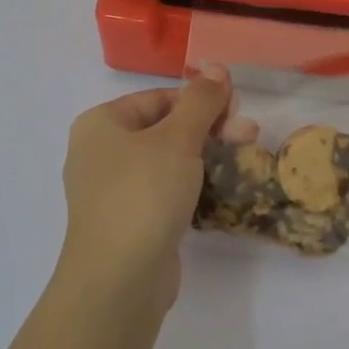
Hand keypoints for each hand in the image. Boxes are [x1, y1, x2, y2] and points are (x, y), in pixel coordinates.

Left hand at [59, 69, 230, 311]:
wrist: (118, 280)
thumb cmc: (143, 194)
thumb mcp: (177, 138)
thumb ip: (201, 101)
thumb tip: (217, 68)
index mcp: (101, 124)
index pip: (159, 98)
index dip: (201, 99)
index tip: (237, 110)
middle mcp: (100, 152)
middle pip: (164, 127)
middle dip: (209, 127)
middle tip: (248, 133)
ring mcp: (112, 190)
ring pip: (166, 160)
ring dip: (205, 155)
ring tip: (243, 156)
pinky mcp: (128, 221)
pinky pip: (163, 190)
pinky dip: (191, 184)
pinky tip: (219, 187)